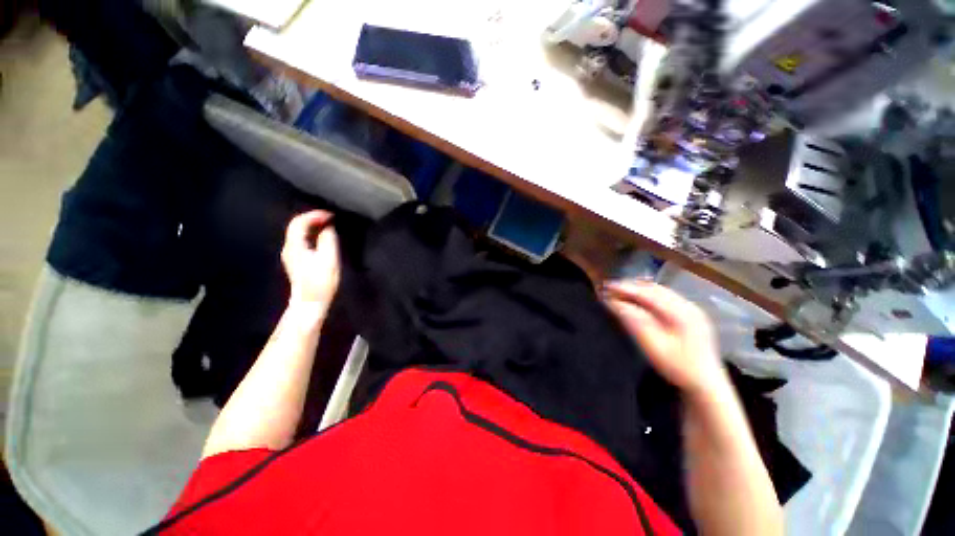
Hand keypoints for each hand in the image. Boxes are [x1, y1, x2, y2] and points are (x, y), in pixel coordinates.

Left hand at [281, 210, 339, 309]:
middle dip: (313, 218)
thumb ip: (328, 239)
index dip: (315, 215)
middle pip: (297, 226)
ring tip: (329, 226)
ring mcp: (291, 255)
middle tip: (331, 219)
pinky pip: (302, 240)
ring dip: (313, 226)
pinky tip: (322, 238)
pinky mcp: (296, 261)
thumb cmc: (321, 281)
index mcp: (295, 246)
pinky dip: (312, 234)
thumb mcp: (329, 258)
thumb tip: (328, 227)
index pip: (299, 222)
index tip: (331, 215)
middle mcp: (289, 248)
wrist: (311, 302)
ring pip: (299, 233)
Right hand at [604, 280, 726, 396]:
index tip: (606, 286)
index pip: (647, 293)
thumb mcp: (652, 345)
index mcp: (681, 313)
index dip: (625, 288)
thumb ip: (633, 321)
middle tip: (610, 288)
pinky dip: (649, 295)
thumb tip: (613, 302)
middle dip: (631, 286)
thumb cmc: (678, 367)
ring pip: (661, 291)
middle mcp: (688, 305)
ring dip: (639, 289)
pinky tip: (639, 299)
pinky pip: (666, 297)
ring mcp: (692, 309)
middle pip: (655, 289)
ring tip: (620, 291)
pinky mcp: (692, 315)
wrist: (708, 385)